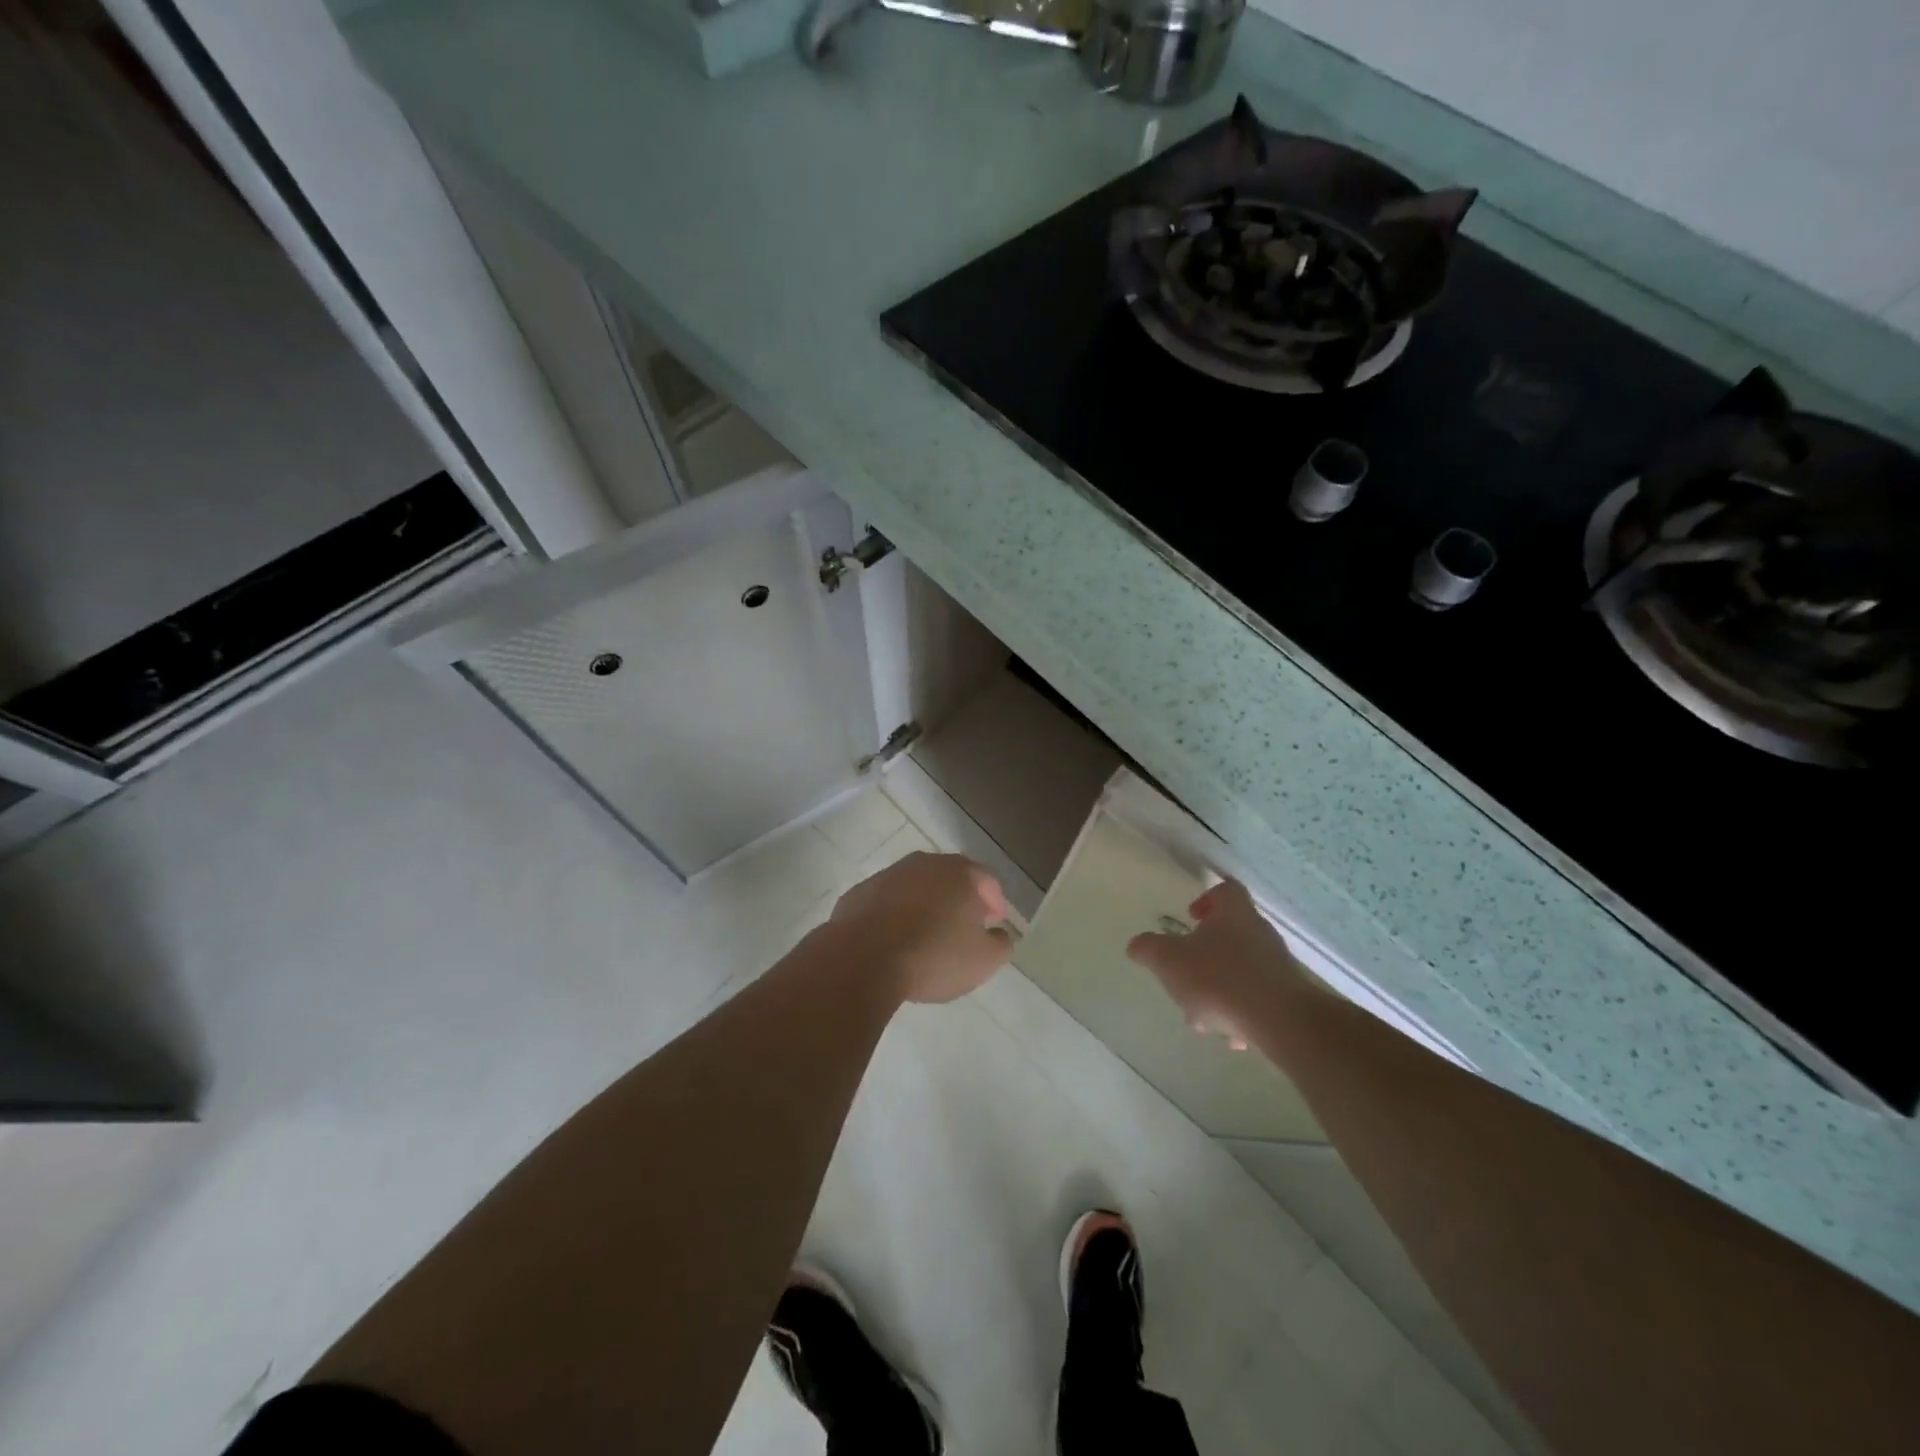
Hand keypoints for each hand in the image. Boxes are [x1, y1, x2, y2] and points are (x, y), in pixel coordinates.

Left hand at [828, 852, 1013, 1003]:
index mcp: (960, 873)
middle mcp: (925, 863)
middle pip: (951, 878)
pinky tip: (895, 940)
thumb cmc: (933, 956)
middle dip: (961, 900)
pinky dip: (895, 916)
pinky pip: (888, 902)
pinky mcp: (860, 892)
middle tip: (965, 928)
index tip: (995, 924)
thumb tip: (998, 934)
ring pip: (917, 888)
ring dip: (926, 906)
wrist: (862, 959)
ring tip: (928, 936)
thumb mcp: (984, 960)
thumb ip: (1001, 943)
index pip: (987, 881)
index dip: (996, 903)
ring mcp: (888, 875)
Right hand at [1126, 880, 1312, 1048]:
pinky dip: (1242, 1011)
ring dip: (1221, 987)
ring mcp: (1277, 965)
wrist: (1279, 1021)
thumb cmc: (1219, 978)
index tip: (1190, 917)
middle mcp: (1260, 932)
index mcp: (1234, 913)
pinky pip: (1259, 997)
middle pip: (1231, 932)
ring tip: (1204, 1015)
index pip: (1225, 890)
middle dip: (1206, 954)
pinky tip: (1230, 1035)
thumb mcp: (1169, 960)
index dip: (1207, 899)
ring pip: (1242, 968)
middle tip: (1186, 972)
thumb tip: (1136, 945)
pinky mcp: (1288, 996)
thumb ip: (1149, 949)